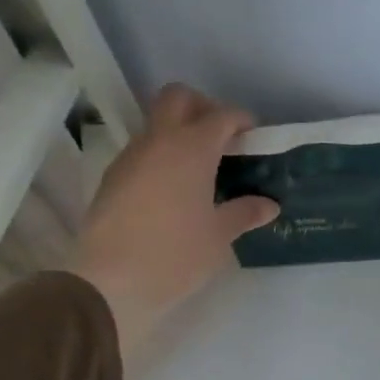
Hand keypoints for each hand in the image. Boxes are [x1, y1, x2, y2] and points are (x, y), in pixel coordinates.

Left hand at [68, 84, 277, 355]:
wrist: (111, 281)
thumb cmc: (176, 253)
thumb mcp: (219, 235)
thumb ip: (245, 212)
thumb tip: (268, 205)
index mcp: (191, 149)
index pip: (221, 115)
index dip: (242, 120)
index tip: (255, 136)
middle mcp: (158, 141)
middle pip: (178, 98)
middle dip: (203, 107)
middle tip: (223, 138)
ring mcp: (130, 157)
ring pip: (157, 125)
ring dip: (180, 134)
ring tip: (203, 170)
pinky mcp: (113, 177)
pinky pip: (144, 152)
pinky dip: (163, 158)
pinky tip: (176, 191)